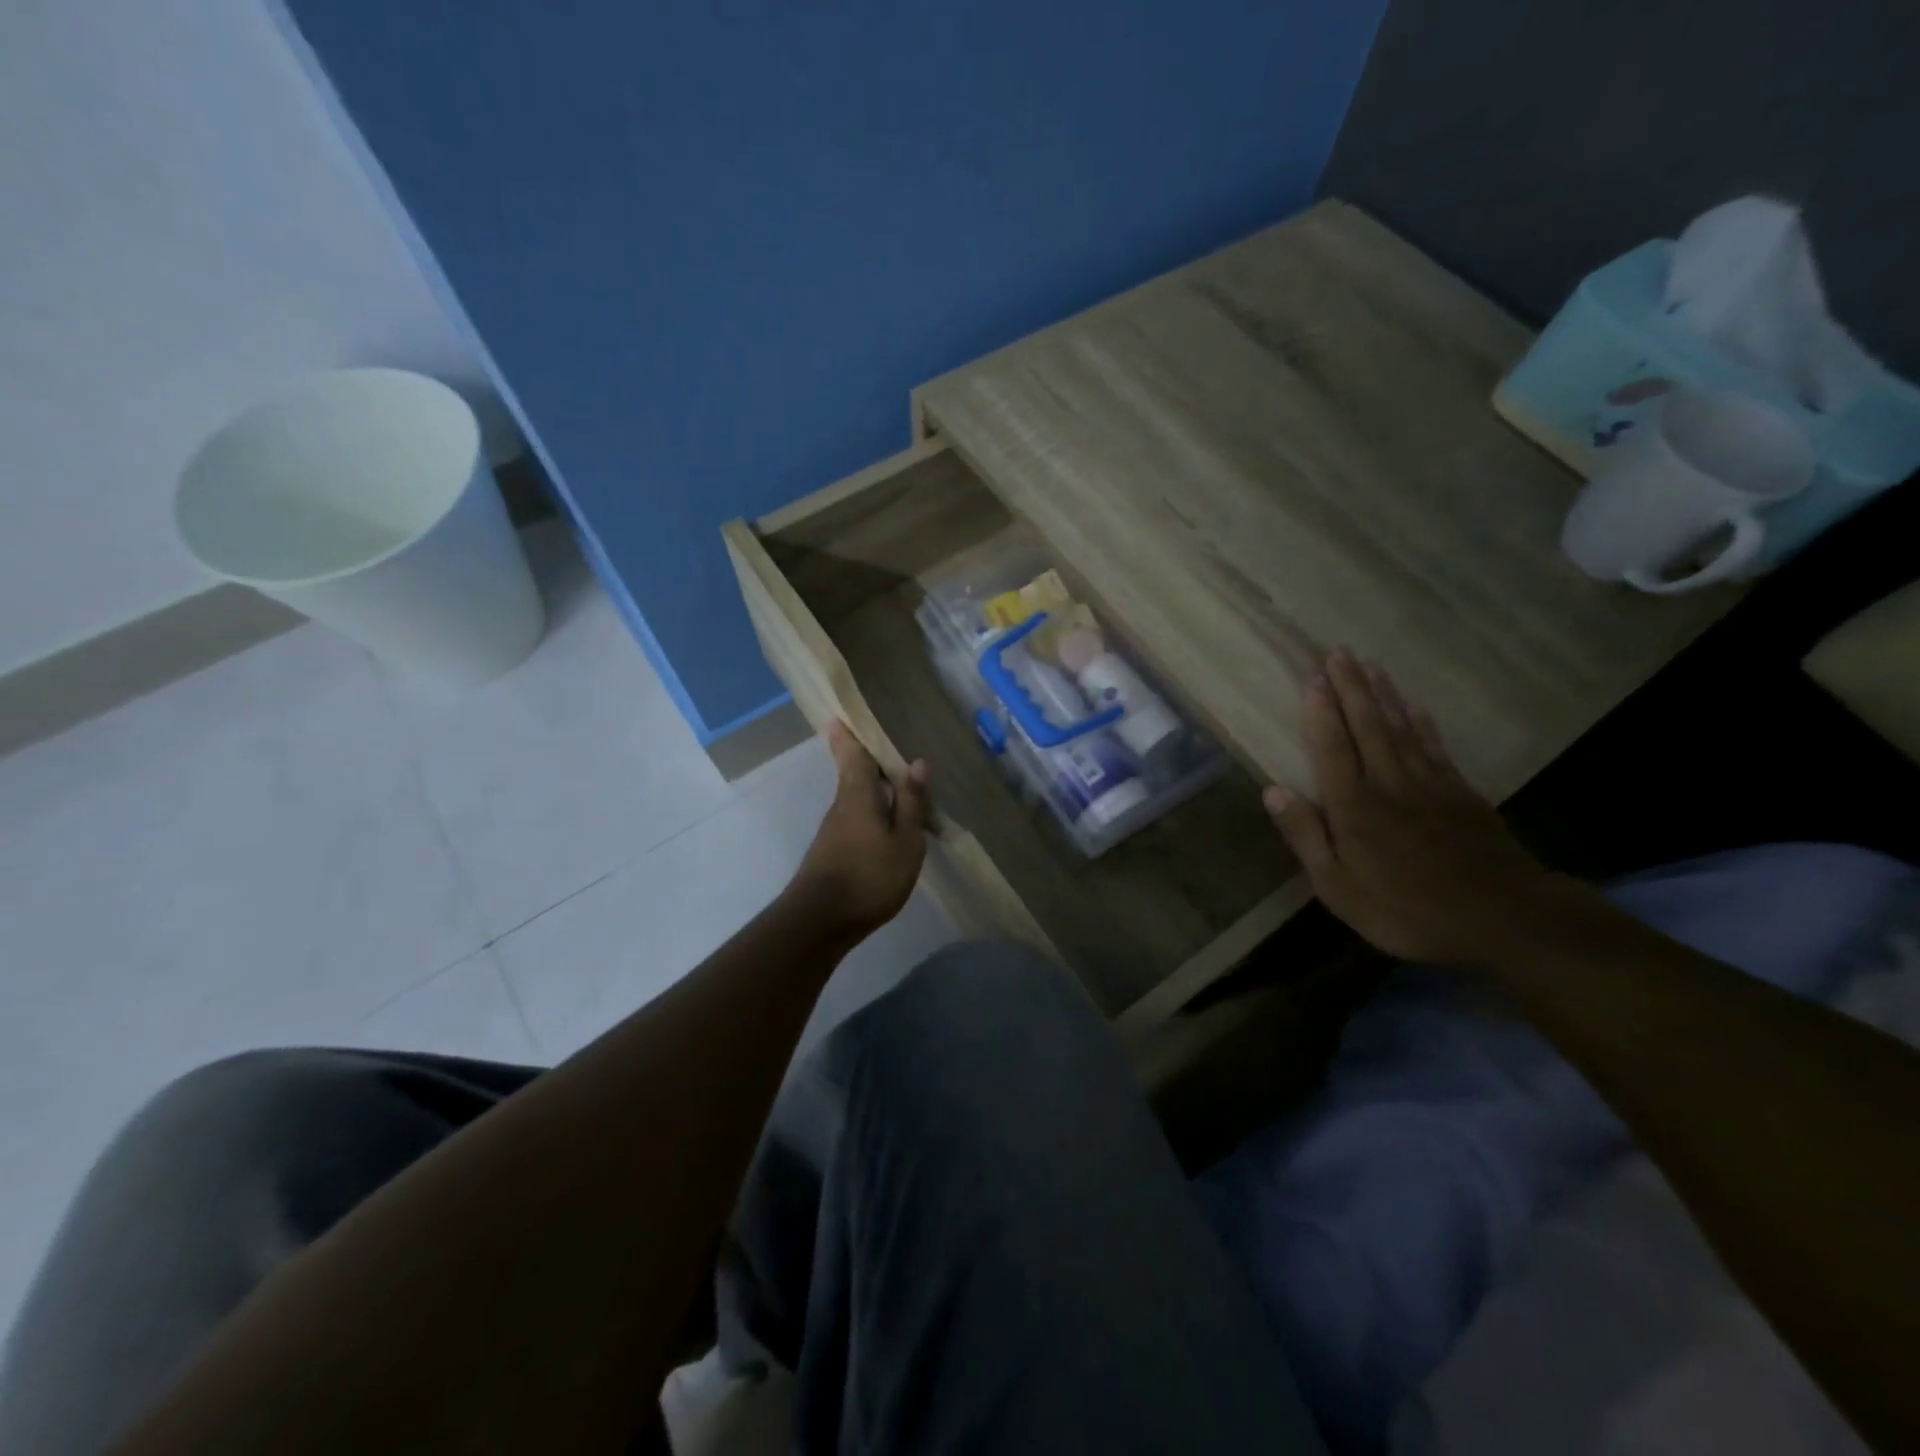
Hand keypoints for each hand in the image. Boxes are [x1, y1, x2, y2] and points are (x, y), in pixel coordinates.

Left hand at [785, 722, 931, 942]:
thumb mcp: (905, 842)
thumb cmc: (868, 876)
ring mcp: (834, 829)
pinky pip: (857, 818)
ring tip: (902, 785)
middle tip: (889, 745)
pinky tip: (889, 825)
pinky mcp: (832, 851)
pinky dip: (873, 812)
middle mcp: (842, 804)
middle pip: (853, 772)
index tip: (845, 713)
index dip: (848, 732)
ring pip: (856, 797)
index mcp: (858, 794)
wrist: (819, 922)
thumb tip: (917, 762)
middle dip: (867, 758)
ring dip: (875, 787)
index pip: (852, 752)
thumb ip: (912, 803)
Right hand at [1263, 650, 1569, 965]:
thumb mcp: (1338, 888)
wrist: (1503, 918)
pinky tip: (1412, 704)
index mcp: (1353, 806)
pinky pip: (1434, 744)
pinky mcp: (1460, 792)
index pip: (1331, 747)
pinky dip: (1420, 720)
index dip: (1320, 711)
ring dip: (1383, 693)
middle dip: (1351, 687)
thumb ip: (1306, 836)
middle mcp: (1388, 783)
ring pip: (1400, 727)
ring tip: (1369, 665)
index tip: (1313, 677)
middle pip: (1366, 725)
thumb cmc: (1406, 909)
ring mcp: (1429, 784)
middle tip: (1339, 652)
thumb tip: (1272, 791)